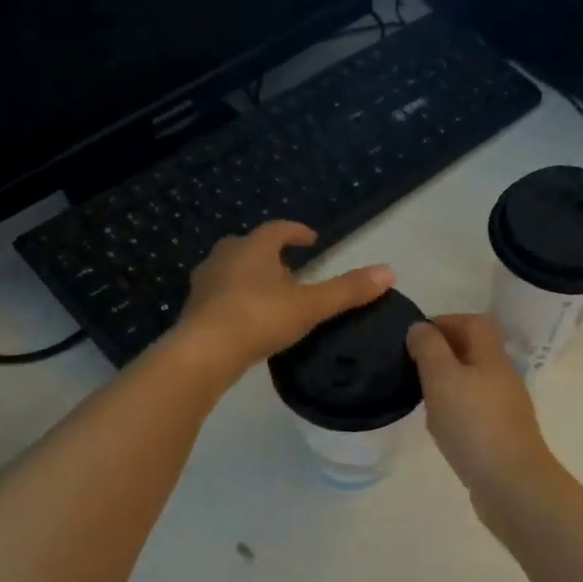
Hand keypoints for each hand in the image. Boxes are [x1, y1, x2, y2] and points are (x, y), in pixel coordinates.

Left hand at [178, 221, 392, 376]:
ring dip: (250, 277)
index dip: (296, 232)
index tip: (312, 240)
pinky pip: (219, 294)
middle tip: (290, 270)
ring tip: (270, 295)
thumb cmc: (259, 318)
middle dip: (270, 255)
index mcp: (254, 247)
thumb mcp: (310, 305)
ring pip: (231, 270)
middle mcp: (225, 256)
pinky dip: (235, 299)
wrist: (204, 352)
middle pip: (250, 246)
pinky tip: (247, 319)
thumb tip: (389, 271)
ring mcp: (205, 282)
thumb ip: (347, 290)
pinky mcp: (194, 308)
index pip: (278, 229)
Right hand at [406, 314, 560, 517]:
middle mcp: (503, 377)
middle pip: (474, 351)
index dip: (446, 321)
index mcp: (492, 356)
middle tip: (412, 365)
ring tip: (420, 395)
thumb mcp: (442, 378)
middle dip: (443, 352)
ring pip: (472, 382)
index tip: (416, 336)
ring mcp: (504, 408)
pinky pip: (473, 411)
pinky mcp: (500, 435)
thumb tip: (420, 327)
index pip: (474, 322)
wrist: (511, 485)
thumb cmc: (474, 424)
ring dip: (446, 383)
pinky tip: (439, 427)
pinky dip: (453, 411)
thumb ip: (429, 349)